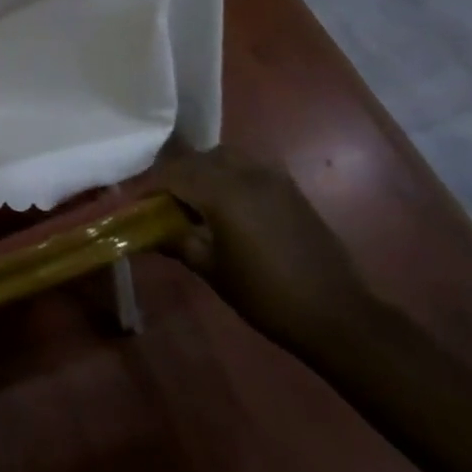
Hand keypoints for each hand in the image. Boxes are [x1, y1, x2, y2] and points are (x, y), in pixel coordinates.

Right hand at [163, 147, 379, 356]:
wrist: (336, 313)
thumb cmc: (265, 294)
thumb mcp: (211, 270)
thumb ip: (177, 241)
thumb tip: (146, 232)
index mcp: (222, 192)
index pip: (172, 173)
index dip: (149, 186)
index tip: (135, 203)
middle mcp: (245, 173)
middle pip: (197, 159)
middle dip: (175, 175)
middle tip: (163, 204)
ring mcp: (272, 177)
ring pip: (224, 157)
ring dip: (203, 171)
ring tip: (196, 201)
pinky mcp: (290, 188)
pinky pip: (248, 167)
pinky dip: (229, 176)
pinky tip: (228, 205)